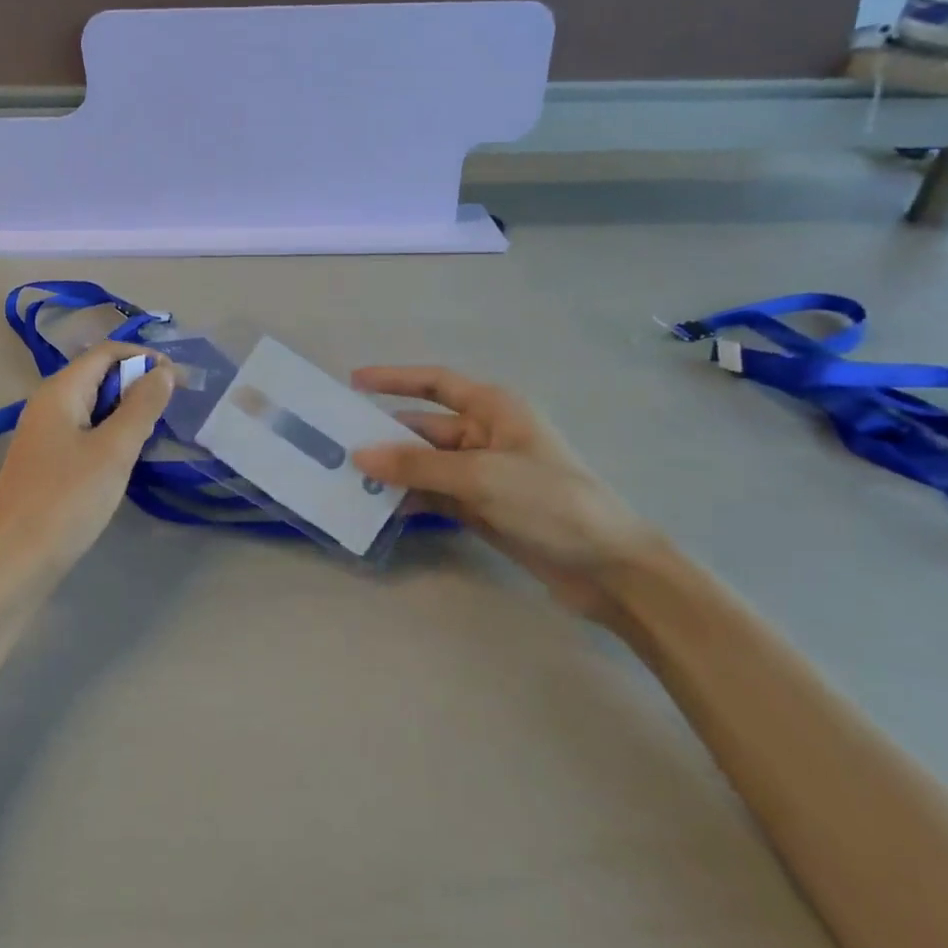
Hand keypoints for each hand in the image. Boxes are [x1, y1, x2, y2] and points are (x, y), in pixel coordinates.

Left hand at [0, 342, 174, 578]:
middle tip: (172, 409)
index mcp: (59, 391)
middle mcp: (46, 405)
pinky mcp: (45, 463)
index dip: (143, 357)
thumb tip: (164, 371)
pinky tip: (125, 458)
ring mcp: (43, 435)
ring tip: (155, 432)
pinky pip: (83, 433)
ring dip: (125, 411)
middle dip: (136, 383)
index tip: (179, 379)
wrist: (12, 565)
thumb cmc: (66, 501)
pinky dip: (109, 434)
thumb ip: (141, 407)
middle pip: (97, 376)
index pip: (105, 352)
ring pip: (92, 407)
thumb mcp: (113, 451)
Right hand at [351, 366, 660, 619]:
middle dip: (385, 434)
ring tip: (348, 479)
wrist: (610, 568)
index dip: (394, 379)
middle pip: (424, 427)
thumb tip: (359, 456)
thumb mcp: (481, 476)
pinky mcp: (483, 508)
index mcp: (494, 408)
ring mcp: (484, 474)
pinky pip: (435, 494)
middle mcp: (486, 434)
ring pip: (426, 464)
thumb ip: (417, 466)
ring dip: (394, 470)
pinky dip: (410, 498)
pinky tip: (380, 508)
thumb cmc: (550, 501)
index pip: (435, 382)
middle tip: (338, 444)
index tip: (353, 382)